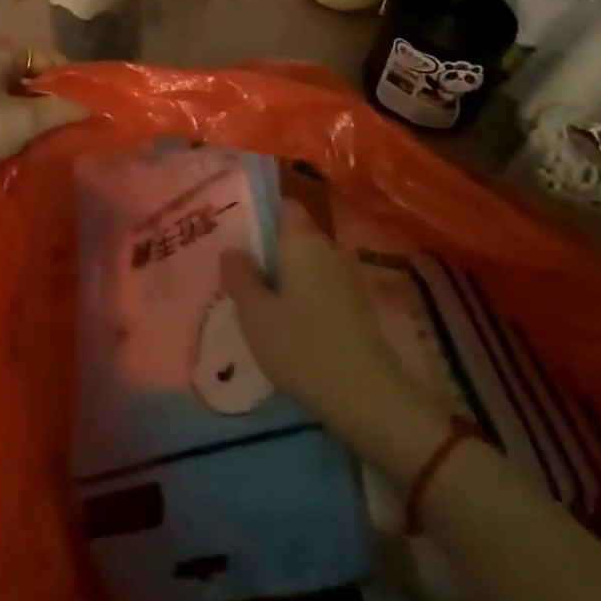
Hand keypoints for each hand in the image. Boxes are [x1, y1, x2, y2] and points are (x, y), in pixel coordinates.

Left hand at [0, 43, 86, 199]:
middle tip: (70, 131)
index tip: (86, 107)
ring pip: (10, 104)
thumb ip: (60, 111)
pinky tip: (18, 155)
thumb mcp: (21, 121)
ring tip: (48, 147)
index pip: (47, 59)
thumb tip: (92, 107)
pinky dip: (6, 134)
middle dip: (49, 105)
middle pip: (28, 82)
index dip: (69, 81)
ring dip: (28, 123)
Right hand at [222, 200, 434, 459]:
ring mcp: (344, 276)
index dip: (259, 211)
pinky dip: (300, 294)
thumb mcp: (256, 314)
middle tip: (235, 265)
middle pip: (292, 234)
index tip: (233, 227)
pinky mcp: (354, 305)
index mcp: (302, 239)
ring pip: (305, 262)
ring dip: (283, 273)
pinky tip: (283, 320)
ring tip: (253, 295)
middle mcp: (326, 247)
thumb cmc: (303, 346)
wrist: (368, 396)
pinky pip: (318, 284)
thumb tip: (232, 250)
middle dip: (266, 246)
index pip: (282, 205)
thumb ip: (240, 276)